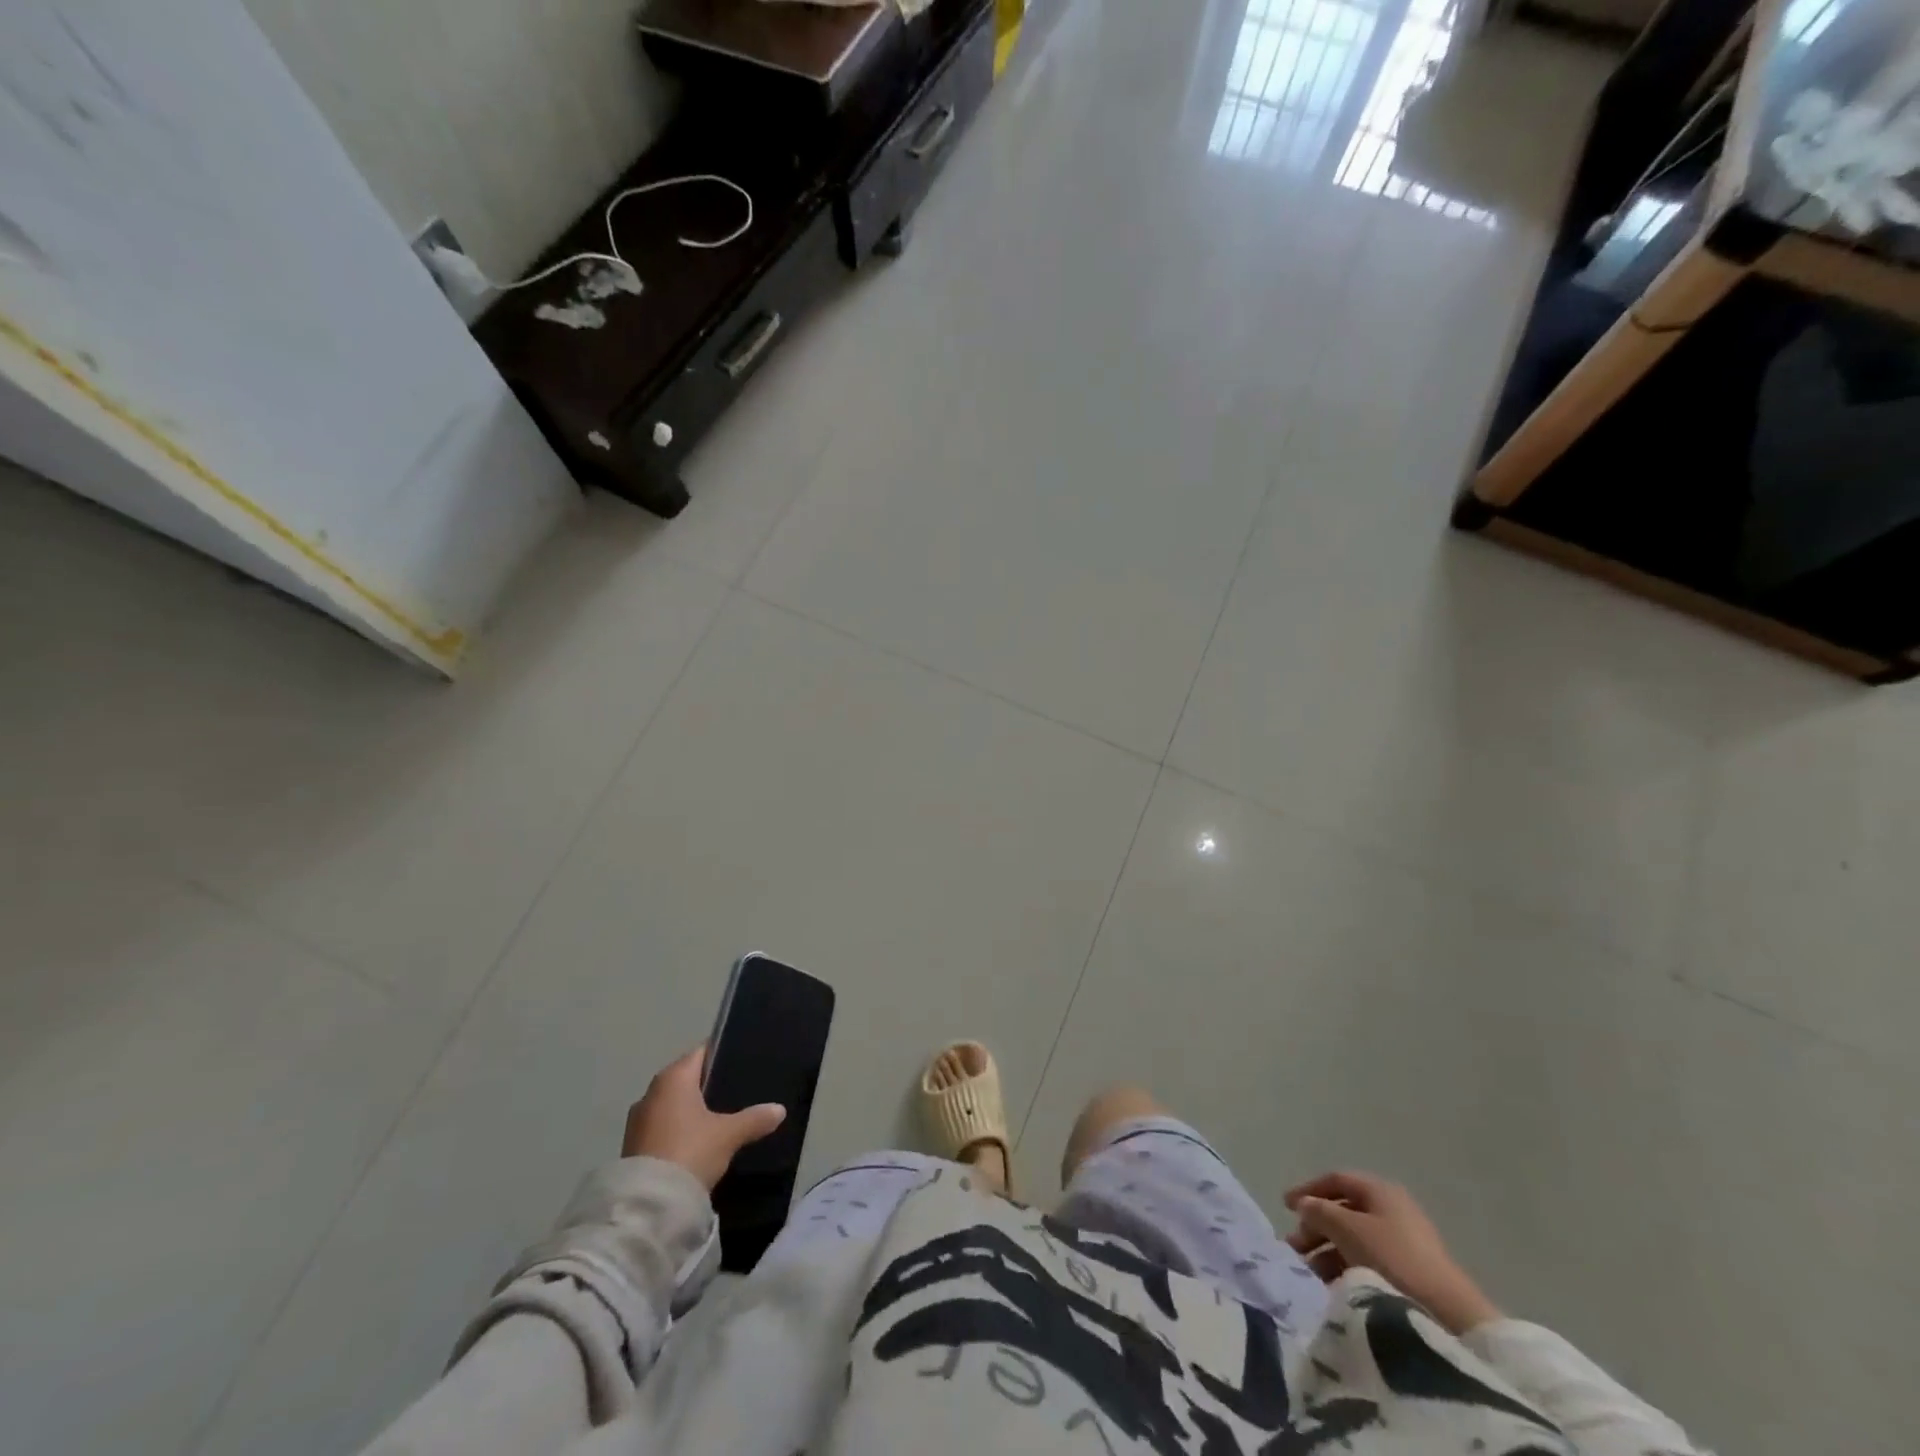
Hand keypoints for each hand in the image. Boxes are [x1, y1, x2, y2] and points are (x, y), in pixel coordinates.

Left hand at [621, 1045, 785, 1189]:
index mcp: (673, 1077)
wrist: (649, 1205)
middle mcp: (651, 1091)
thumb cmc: (690, 1151)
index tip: (741, 1064)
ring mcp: (638, 1120)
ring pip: (672, 1105)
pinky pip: (661, 1127)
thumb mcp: (729, 1135)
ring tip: (718, 1121)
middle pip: (686, 1079)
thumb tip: (780, 1110)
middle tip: (735, 1094)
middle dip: (707, 1086)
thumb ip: (755, 1118)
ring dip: (690, 1111)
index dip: (721, 1056)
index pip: (701, 1053)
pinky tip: (696, 1144)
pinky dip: (677, 1130)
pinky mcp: (632, 1146)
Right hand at [1284, 1171, 1500, 1334]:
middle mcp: (1392, 1208)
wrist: (1448, 1314)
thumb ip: (1319, 1211)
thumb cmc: (1392, 1259)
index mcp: (1380, 1190)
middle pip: (1344, 1210)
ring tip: (1310, 1271)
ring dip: (1328, 1250)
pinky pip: (1369, 1259)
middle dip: (1316, 1227)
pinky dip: (1347, 1266)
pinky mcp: (1411, 1271)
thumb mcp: (1347, 1229)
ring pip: (1355, 1237)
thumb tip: (1304, 1204)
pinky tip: (1334, 1283)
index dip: (1308, 1190)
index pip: (1336, 1180)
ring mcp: (1404, 1240)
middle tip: (1295, 1247)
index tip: (1285, 1207)